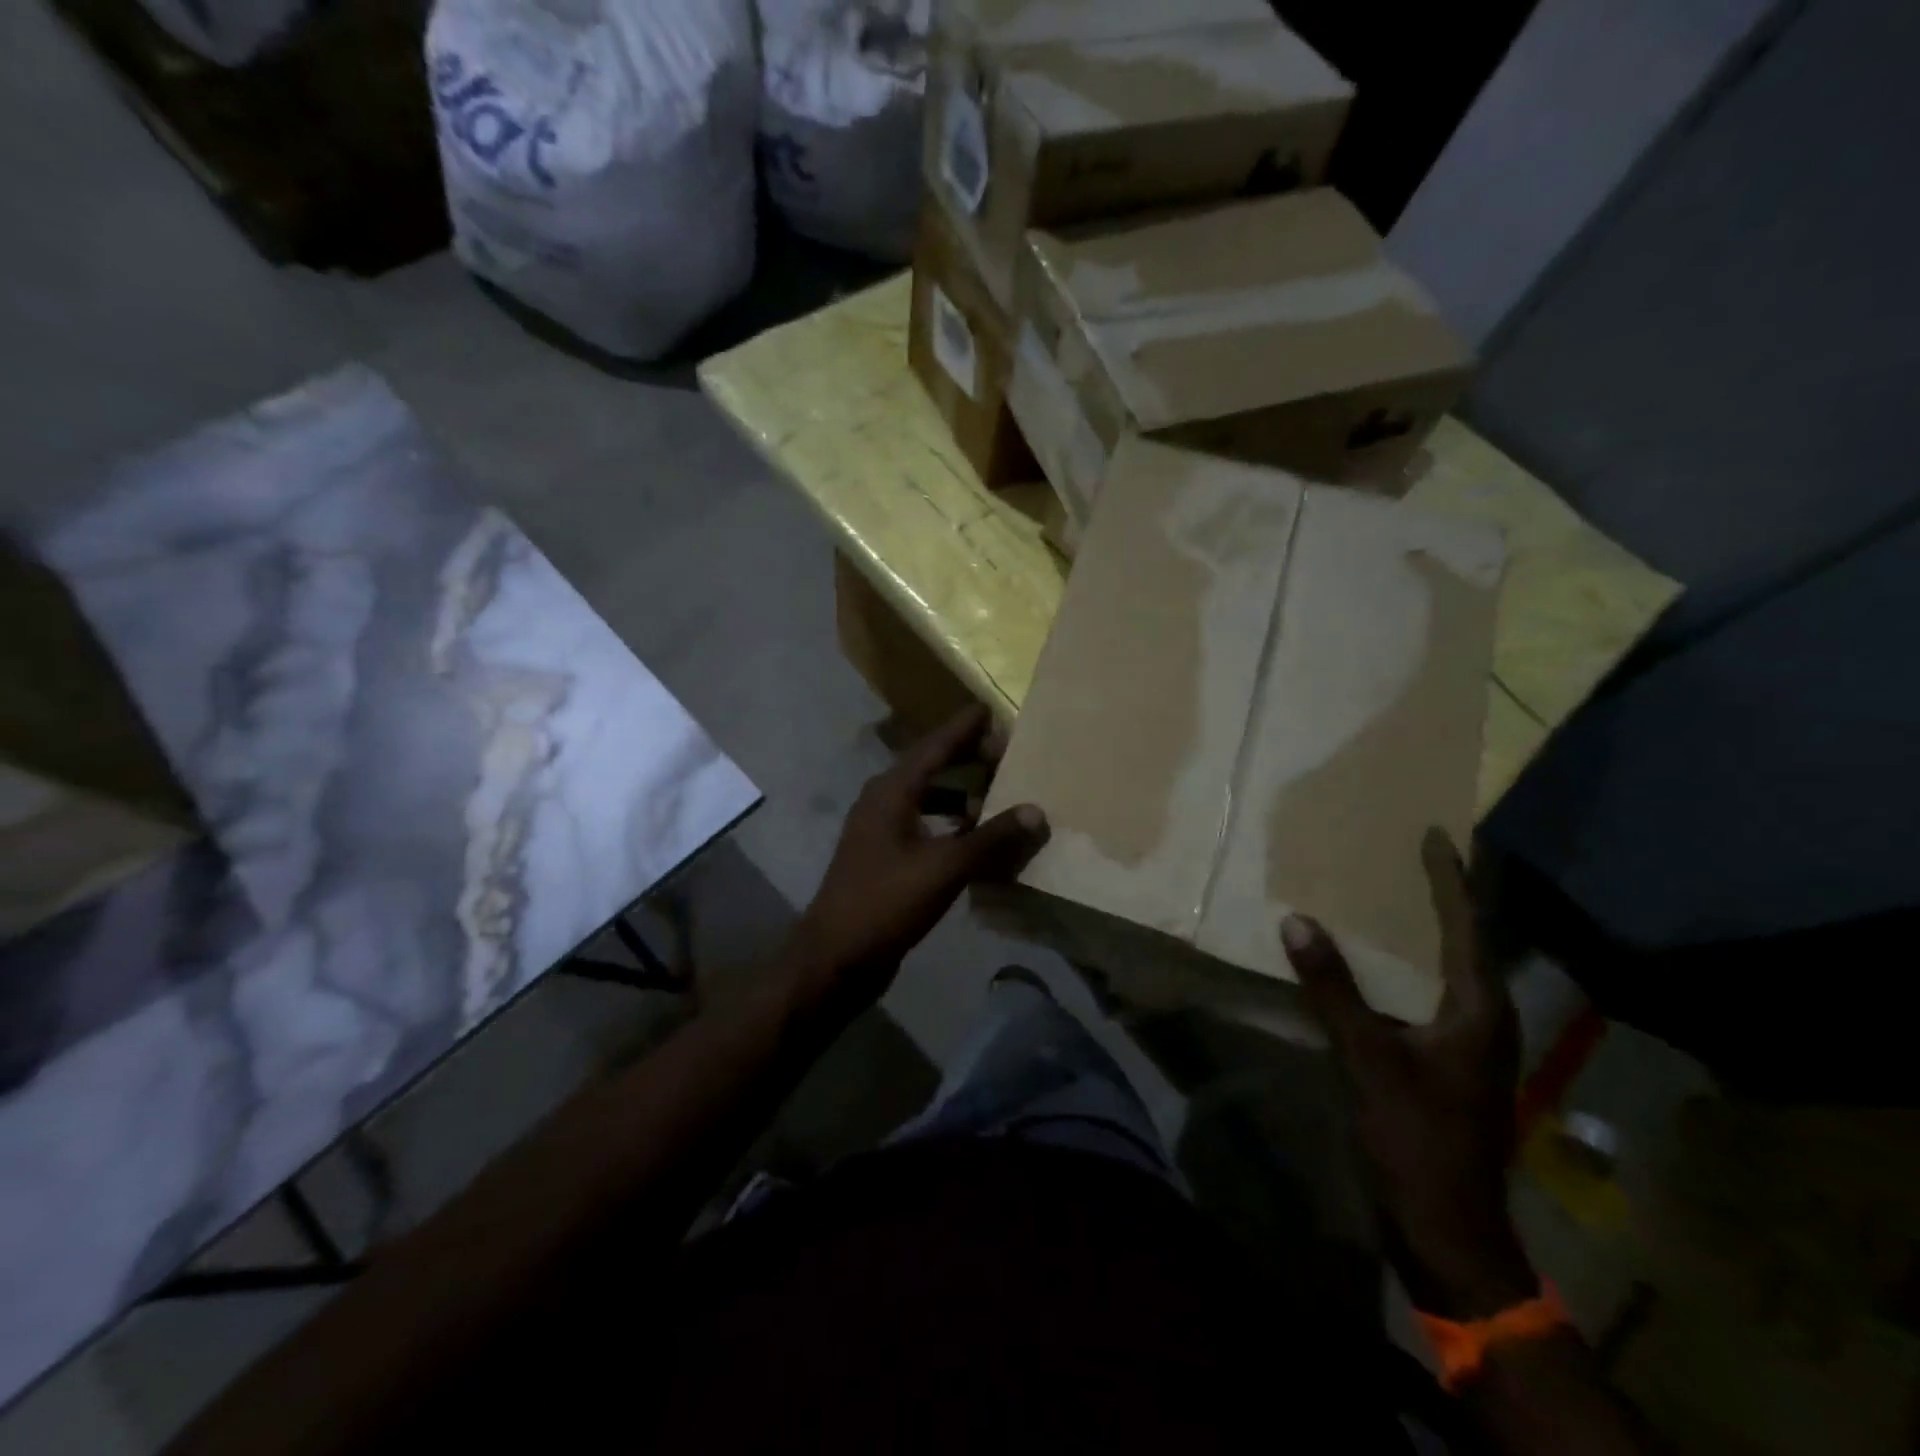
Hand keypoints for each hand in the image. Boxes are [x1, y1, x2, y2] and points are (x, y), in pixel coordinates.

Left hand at [790, 706, 1048, 1006]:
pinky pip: (924, 827)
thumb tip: (1036, 811)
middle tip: (1005, 752)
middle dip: (965, 758)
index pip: (933, 746)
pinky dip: (950, 825)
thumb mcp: (944, 867)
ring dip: (959, 793)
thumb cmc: (886, 902)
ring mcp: (880, 831)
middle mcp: (882, 802)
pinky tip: (974, 838)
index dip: (962, 728)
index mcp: (891, 792)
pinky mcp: (884, 858)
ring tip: (996, 792)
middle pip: (929, 768)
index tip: (989, 710)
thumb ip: (991, 838)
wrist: (836, 957)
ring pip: (926, 799)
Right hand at [1282, 829, 1534, 1319]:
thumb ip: (1334, 989)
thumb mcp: (1368, 1058)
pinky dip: (1406, 966)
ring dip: (1426, 930)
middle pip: (1467, 942)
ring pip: (1448, 970)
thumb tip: (1297, 920)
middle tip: (1415, 855)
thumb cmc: (1416, 1137)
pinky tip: (1378, 961)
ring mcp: (1468, 1044)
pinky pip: (1427, 993)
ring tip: (1395, 895)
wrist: (1446, 1228)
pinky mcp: (1446, 1062)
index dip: (1451, 878)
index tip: (1437, 834)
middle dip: (1446, 897)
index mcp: (1480, 1010)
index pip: (1468, 926)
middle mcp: (1484, 1019)